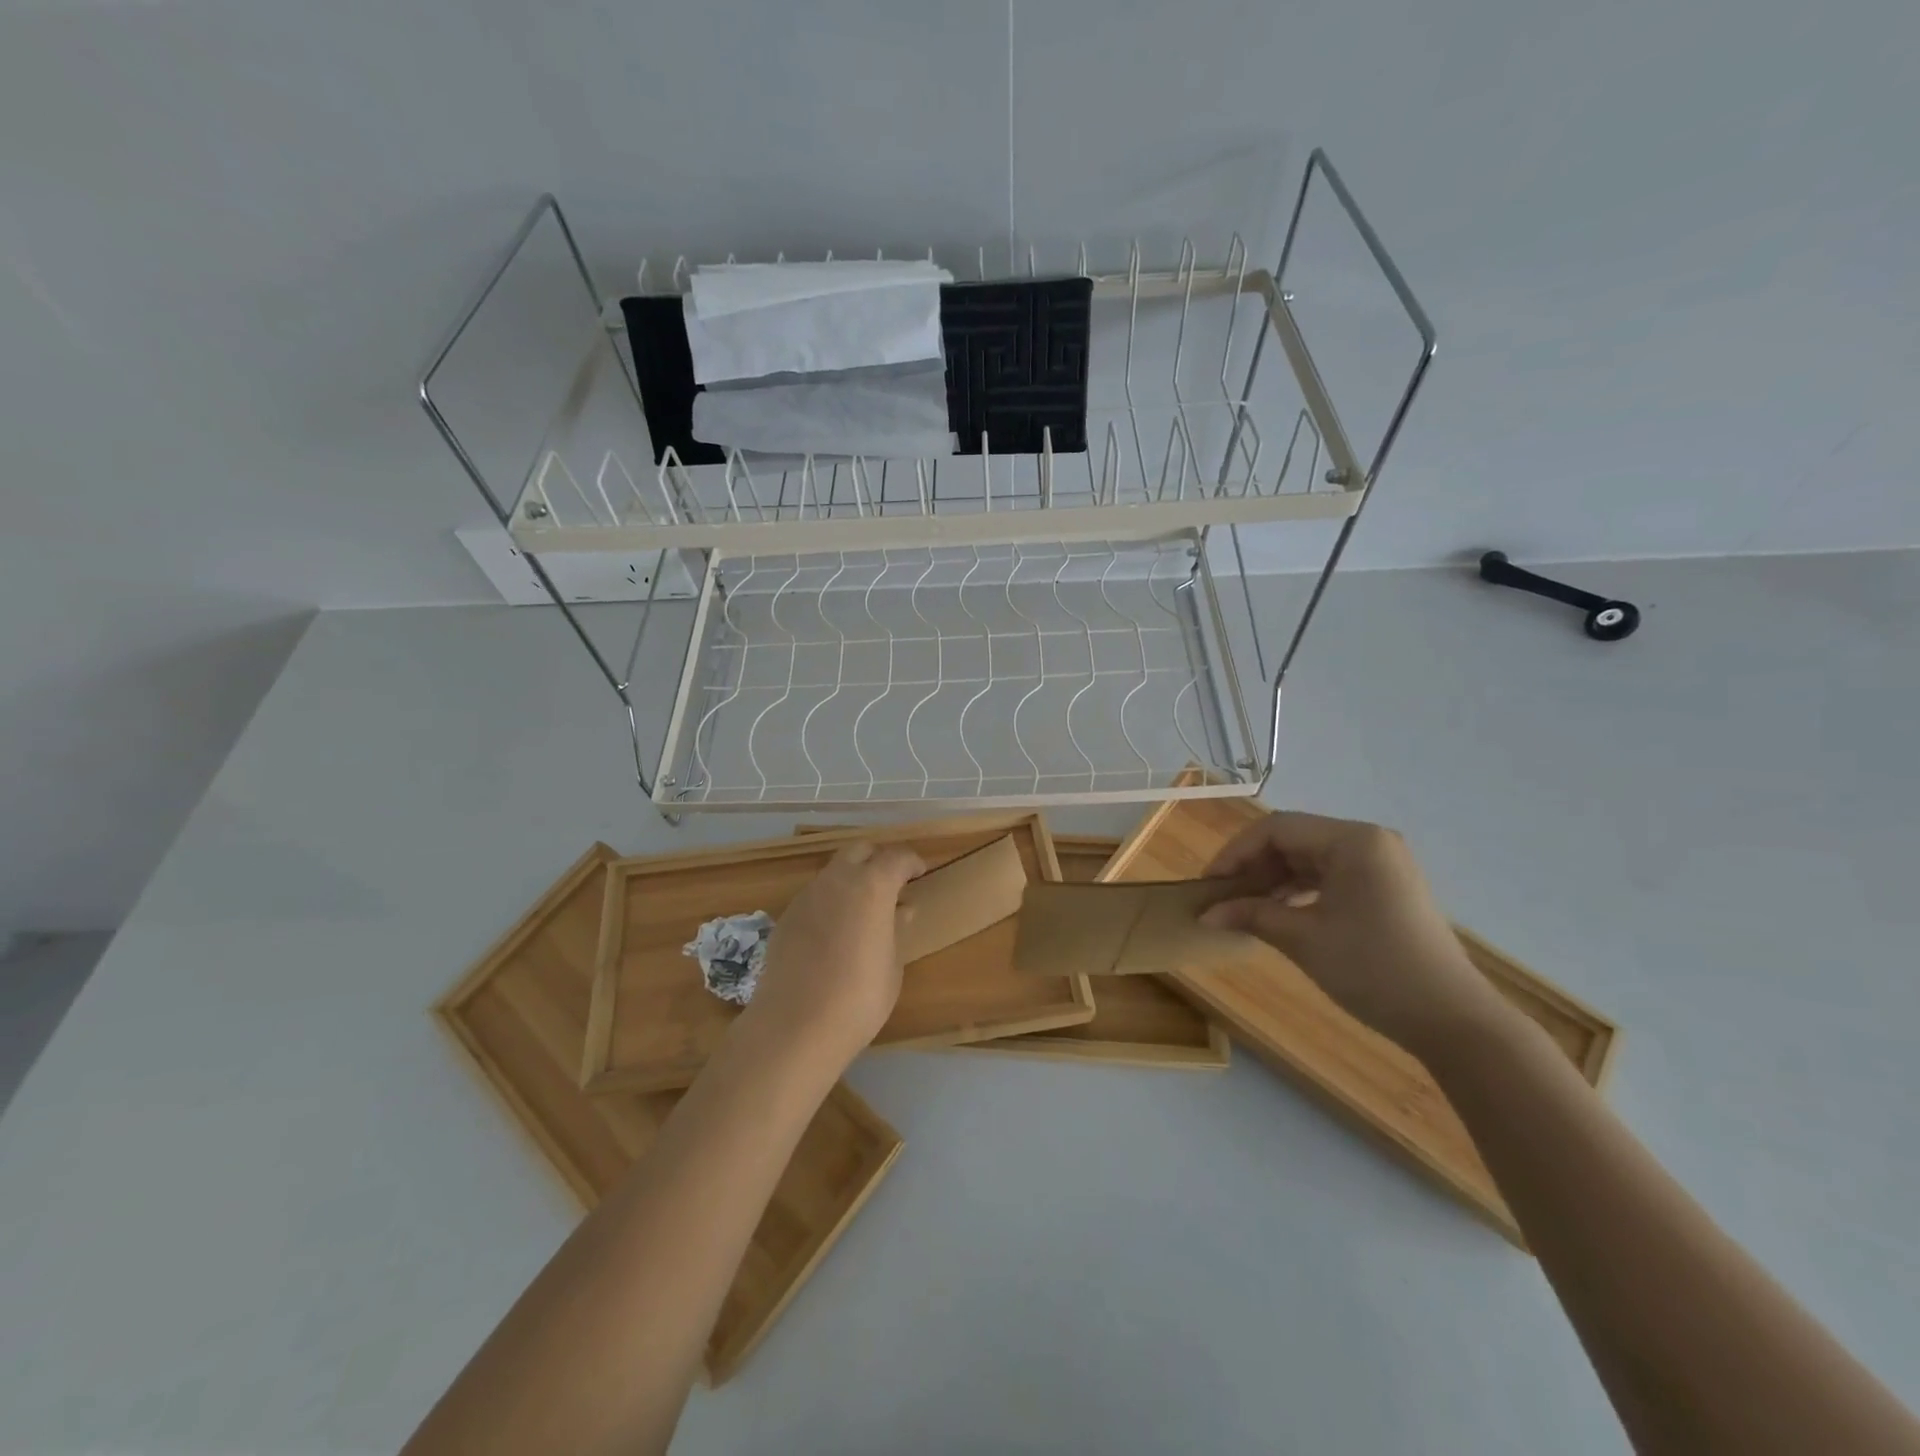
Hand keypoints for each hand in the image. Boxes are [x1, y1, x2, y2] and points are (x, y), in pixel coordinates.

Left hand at [739, 841, 926, 1069]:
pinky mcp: (786, 917)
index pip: (896, 857)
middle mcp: (836, 880)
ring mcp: (806, 897)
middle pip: (859, 851)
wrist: (794, 1027)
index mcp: (871, 886)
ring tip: (864, 910)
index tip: (920, 874)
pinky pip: (815, 896)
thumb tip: (900, 910)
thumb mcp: (892, 965)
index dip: (911, 863)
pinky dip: (831, 901)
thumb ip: (896, 929)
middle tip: (892, 883)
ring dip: (852, 880)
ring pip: (834, 871)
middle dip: (878, 859)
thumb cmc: (859, 998)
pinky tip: (836, 932)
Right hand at [1199, 811, 1500, 1055]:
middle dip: (1253, 867)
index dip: (1235, 853)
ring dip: (1273, 880)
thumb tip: (1205, 914)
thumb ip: (1251, 915)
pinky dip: (1299, 891)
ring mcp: (1381, 865)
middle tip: (1222, 897)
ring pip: (1309, 859)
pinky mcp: (1385, 889)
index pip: (1277, 829)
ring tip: (1244, 907)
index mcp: (1353, 840)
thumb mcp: (1303, 939)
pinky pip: (1330, 876)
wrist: (1453, 1021)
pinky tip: (1277, 913)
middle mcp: (1369, 841)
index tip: (1209, 884)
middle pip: (1294, 840)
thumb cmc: (1373, 970)